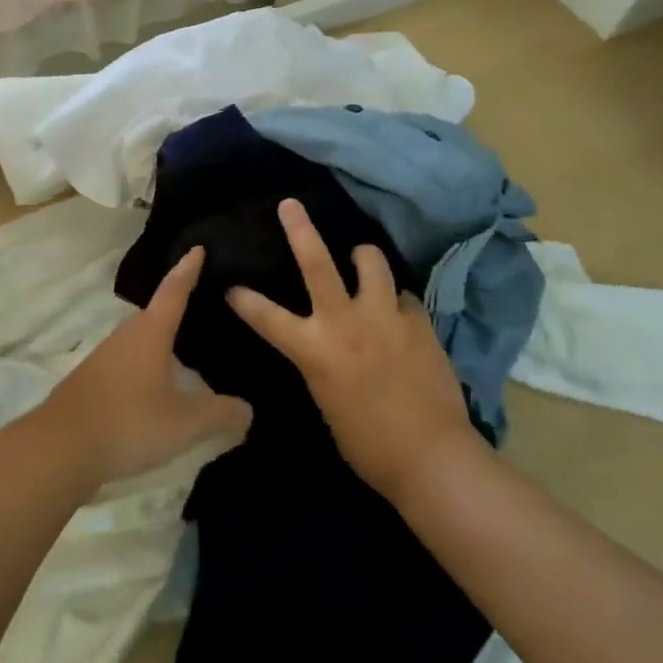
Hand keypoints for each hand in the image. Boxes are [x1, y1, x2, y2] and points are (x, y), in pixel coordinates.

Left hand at [34, 247, 252, 491]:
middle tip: (204, 308)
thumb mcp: (185, 422)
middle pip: (156, 315)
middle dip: (178, 309)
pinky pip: (128, 365)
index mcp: (149, 332)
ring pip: (140, 342)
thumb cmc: (128, 422)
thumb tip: (247, 410)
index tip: (198, 248)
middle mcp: (125, 336)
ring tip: (186, 354)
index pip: (174, 291)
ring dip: (161, 344)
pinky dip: (146, 368)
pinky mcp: (92, 382)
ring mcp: (104, 359)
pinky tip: (156, 389)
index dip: (188, 270)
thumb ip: (220, 414)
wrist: (59, 449)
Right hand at [226, 199, 482, 505]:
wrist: (431, 457)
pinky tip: (399, 313)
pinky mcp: (419, 322)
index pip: (266, 316)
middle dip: (300, 229)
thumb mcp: (326, 399)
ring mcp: (385, 318)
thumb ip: (320, 362)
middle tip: (290, 205)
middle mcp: (346, 323)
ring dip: (363, 257)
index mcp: (315, 350)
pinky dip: (396, 300)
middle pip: (318, 263)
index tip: (231, 287)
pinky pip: (404, 296)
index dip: (244, 300)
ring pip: (371, 263)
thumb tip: (324, 345)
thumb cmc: (367, 444)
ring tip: (362, 258)